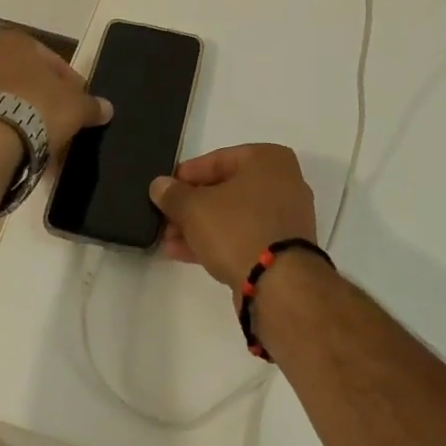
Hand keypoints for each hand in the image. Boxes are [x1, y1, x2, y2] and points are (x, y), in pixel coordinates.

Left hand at [0, 29, 111, 161]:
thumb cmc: (37, 107)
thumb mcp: (76, 105)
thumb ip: (92, 104)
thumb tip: (107, 108)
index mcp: (14, 41)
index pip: (52, 60)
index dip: (70, 83)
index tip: (78, 103)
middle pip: (28, 79)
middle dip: (46, 99)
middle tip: (63, 122)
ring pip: (9, 100)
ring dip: (27, 116)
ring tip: (45, 140)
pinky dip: (8, 130)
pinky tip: (23, 148)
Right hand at [149, 144, 317, 288]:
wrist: (280, 286)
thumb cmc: (238, 228)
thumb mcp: (195, 208)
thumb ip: (173, 194)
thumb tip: (159, 185)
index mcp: (268, 159)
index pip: (218, 160)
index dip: (187, 175)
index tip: (164, 189)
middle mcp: (283, 182)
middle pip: (226, 189)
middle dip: (192, 206)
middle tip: (164, 218)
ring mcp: (286, 218)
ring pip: (234, 216)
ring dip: (200, 226)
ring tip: (168, 240)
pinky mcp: (284, 249)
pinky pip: (245, 236)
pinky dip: (218, 241)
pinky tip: (185, 253)